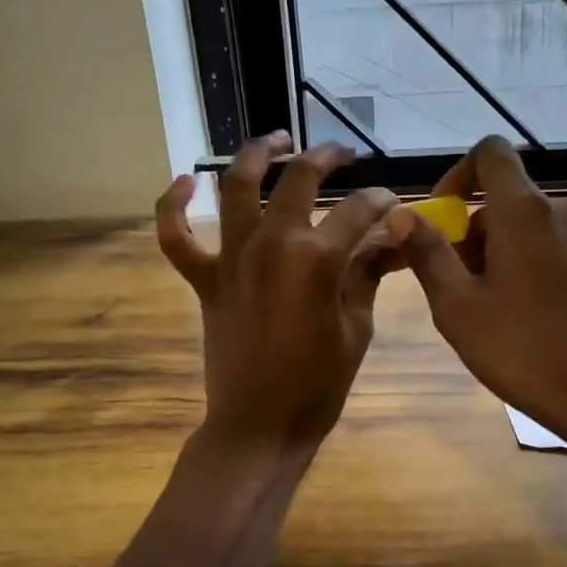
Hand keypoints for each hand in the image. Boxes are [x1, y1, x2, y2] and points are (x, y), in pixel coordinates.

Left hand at [156, 132, 397, 450]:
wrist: (260, 425)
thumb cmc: (318, 385)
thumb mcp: (356, 328)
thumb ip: (368, 275)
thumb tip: (389, 242)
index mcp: (316, 259)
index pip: (357, 212)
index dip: (380, 202)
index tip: (393, 202)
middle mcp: (271, 244)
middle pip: (298, 180)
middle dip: (327, 159)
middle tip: (344, 155)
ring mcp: (231, 259)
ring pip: (235, 187)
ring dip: (255, 155)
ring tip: (276, 140)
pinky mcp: (205, 279)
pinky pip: (176, 237)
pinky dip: (173, 206)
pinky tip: (185, 182)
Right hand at [390, 136, 566, 470]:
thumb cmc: (521, 350)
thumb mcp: (457, 306)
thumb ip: (427, 253)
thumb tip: (400, 214)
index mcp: (520, 211)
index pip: (490, 153)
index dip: (459, 174)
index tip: (443, 215)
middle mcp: (560, 210)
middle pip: (508, 196)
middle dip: (476, 228)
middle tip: (459, 281)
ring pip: (539, 217)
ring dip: (511, 241)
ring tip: (499, 292)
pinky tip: (565, 252)